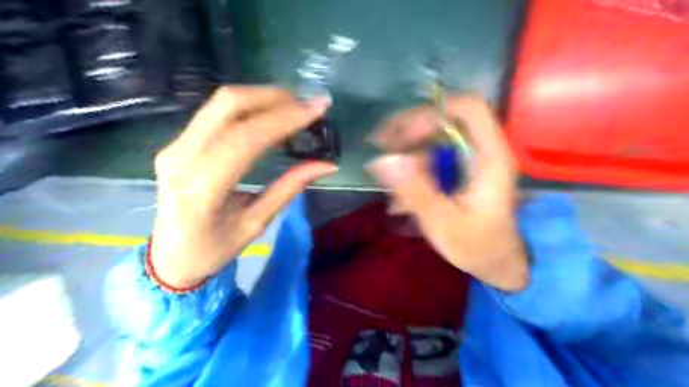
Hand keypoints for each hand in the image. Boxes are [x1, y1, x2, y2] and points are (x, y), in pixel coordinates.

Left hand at [151, 86, 335, 285]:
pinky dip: (247, 107)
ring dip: (260, 97)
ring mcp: (174, 146)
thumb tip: (326, 164)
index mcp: (201, 189)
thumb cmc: (213, 250)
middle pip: (227, 106)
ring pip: (220, 104)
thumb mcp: (256, 224)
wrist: (169, 257)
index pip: (245, 139)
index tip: (316, 109)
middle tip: (304, 102)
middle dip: (272, 97)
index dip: (284, 120)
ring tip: (293, 105)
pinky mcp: (177, 143)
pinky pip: (215, 113)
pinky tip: (268, 114)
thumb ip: (289, 188)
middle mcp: (182, 158)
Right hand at [372, 96, 528, 291]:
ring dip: (407, 151)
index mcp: (490, 157)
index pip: (468, 109)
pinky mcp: (461, 171)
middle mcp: (483, 151)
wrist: (497, 264)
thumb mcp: (444, 222)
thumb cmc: (478, 247)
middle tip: (380, 146)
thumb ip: (415, 191)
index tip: (400, 135)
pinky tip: (400, 195)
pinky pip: (433, 157)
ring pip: (435, 138)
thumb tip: (383, 160)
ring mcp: (471, 160)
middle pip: (446, 120)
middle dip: (410, 130)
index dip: (432, 113)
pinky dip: (413, 168)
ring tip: (384, 174)